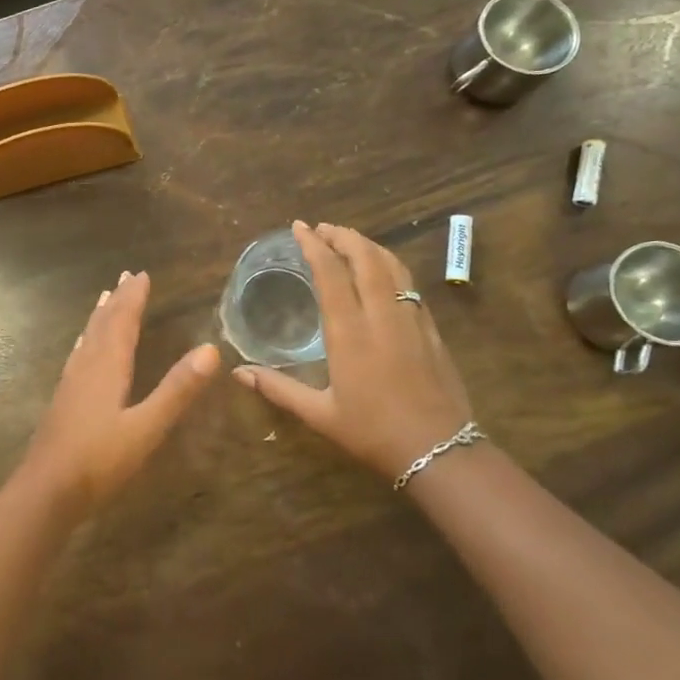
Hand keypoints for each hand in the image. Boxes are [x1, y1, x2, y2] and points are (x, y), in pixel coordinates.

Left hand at [18, 271, 219, 516]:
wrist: (46, 490)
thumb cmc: (99, 461)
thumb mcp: (146, 428)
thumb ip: (176, 390)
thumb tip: (211, 350)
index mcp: (107, 367)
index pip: (122, 322)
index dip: (133, 298)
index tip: (142, 275)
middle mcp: (87, 366)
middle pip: (103, 324)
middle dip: (117, 300)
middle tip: (126, 276)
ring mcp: (71, 383)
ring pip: (88, 338)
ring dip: (100, 316)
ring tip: (105, 298)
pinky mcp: (63, 399)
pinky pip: (78, 355)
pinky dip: (86, 341)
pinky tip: (82, 348)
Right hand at [233, 222, 472, 481]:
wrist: (441, 451)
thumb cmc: (373, 432)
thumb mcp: (320, 414)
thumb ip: (278, 389)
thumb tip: (238, 372)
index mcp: (349, 332)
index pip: (330, 273)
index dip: (314, 246)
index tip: (300, 228)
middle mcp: (380, 316)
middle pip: (365, 259)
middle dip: (343, 236)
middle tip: (322, 228)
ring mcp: (410, 319)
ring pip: (392, 267)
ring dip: (369, 246)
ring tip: (349, 239)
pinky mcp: (431, 329)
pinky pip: (408, 284)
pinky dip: (390, 266)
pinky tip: (382, 272)